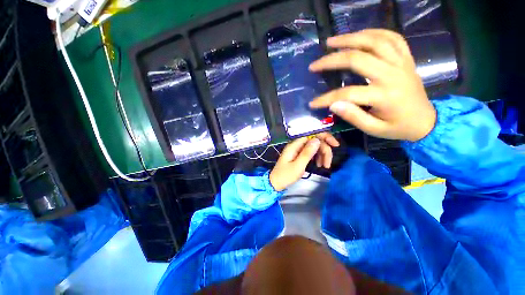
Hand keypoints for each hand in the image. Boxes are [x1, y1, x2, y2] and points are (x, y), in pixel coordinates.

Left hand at [269, 133, 339, 190]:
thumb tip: (317, 140)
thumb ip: (307, 153)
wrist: (276, 183)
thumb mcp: (298, 166)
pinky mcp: (299, 155)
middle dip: (324, 150)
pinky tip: (318, 165)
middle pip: (315, 141)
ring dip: (321, 155)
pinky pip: (310, 152)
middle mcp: (296, 145)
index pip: (312, 134)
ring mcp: (297, 149)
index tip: (335, 145)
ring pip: (314, 147)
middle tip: (328, 164)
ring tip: (324, 166)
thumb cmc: (285, 175)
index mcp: (294, 145)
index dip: (324, 137)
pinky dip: (316, 157)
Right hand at [309, 29, 436, 141]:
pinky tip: (359, 35)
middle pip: (357, 59)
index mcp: (384, 96)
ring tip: (331, 41)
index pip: (347, 93)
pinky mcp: (406, 58)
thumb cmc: (398, 127)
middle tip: (315, 64)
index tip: (312, 103)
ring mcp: (401, 63)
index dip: (326, 98)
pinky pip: (392, 37)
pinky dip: (373, 32)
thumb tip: (333, 105)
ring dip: (350, 38)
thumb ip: (353, 117)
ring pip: (374, 41)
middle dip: (332, 60)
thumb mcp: (374, 129)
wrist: (426, 120)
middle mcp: (392, 74)